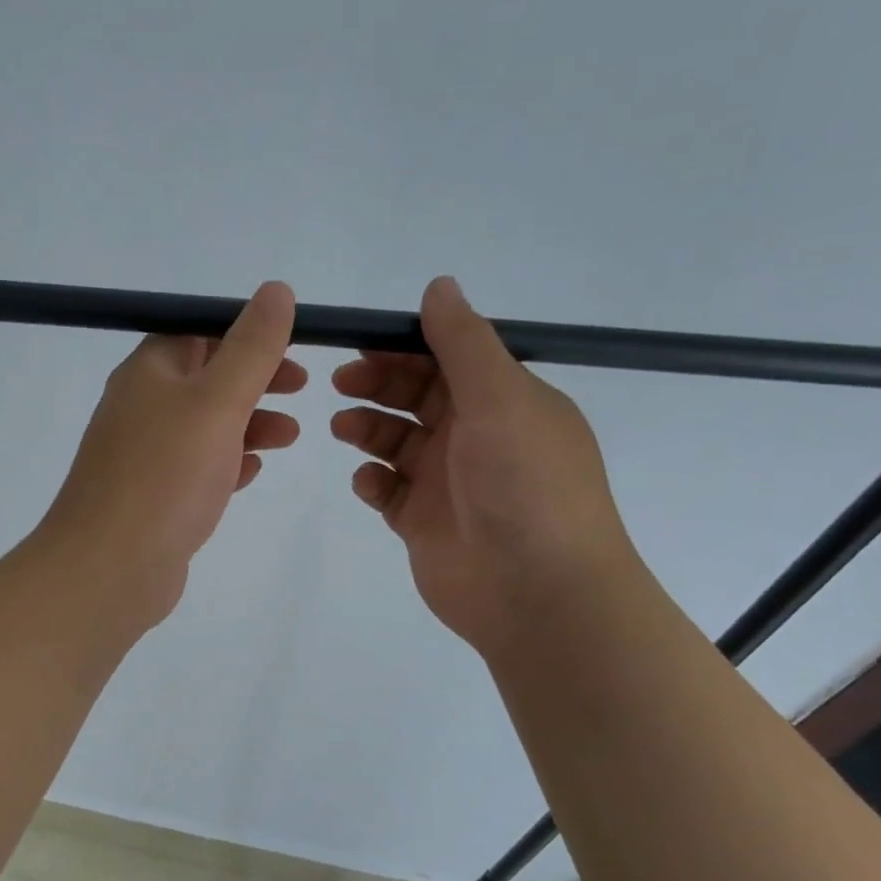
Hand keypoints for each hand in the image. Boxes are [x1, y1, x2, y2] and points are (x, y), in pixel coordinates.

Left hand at [37, 282, 305, 629]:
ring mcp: (144, 455)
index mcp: (149, 372)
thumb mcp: (216, 401)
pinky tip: (252, 473)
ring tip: (289, 436)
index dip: (248, 331)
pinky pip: (196, 468)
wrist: (109, 569)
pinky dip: (227, 463)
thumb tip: (276, 289)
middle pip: (206, 377)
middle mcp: (142, 407)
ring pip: (205, 426)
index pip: (199, 331)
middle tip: (302, 387)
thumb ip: (251, 347)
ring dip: (249, 423)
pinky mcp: (154, 498)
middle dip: (256, 378)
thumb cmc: (165, 475)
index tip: (294, 345)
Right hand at [330, 276, 632, 655]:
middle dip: (379, 384)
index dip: (406, 345)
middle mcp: (477, 436)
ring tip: (344, 429)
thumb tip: (439, 285)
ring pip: (396, 441)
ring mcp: (448, 482)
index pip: (449, 358)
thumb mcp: (501, 399)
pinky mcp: (424, 522)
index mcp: (505, 401)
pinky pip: (388, 489)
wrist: (538, 594)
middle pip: (417, 396)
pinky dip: (373, 480)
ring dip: (368, 428)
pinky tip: (369, 482)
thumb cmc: (525, 485)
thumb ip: (463, 342)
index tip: (362, 341)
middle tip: (341, 382)